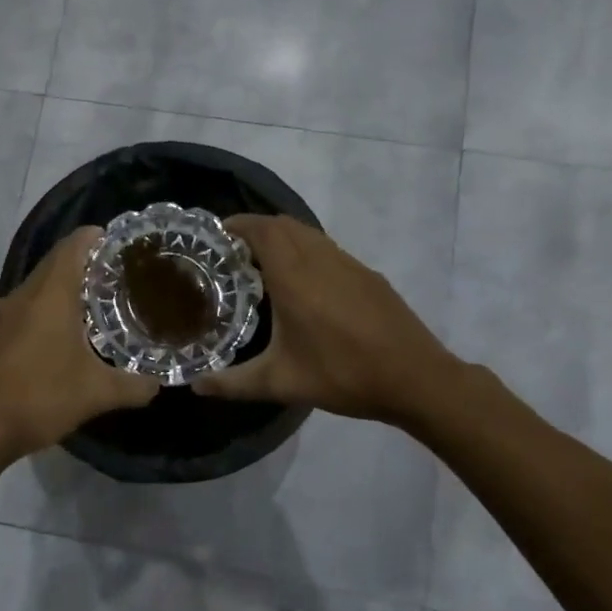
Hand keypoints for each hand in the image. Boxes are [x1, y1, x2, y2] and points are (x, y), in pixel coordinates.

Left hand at [0, 226, 159, 469]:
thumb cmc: (40, 398)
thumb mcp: (97, 394)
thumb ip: (133, 386)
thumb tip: (158, 385)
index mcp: (51, 296)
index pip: (72, 247)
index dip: (93, 238)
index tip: (115, 242)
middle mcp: (20, 297)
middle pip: (51, 265)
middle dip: (79, 265)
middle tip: (109, 279)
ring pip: (28, 289)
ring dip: (51, 290)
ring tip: (76, 306)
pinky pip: (5, 312)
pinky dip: (23, 313)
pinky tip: (29, 332)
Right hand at [193, 214, 455, 425]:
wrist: (416, 378)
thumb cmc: (343, 375)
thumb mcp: (281, 383)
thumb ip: (233, 383)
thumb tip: (195, 386)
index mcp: (295, 277)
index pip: (262, 230)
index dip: (238, 224)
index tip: (217, 235)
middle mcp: (321, 260)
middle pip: (285, 224)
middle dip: (257, 228)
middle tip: (234, 251)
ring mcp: (350, 264)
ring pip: (309, 234)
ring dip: (284, 238)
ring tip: (264, 264)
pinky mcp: (368, 275)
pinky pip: (328, 249)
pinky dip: (307, 251)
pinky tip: (305, 285)